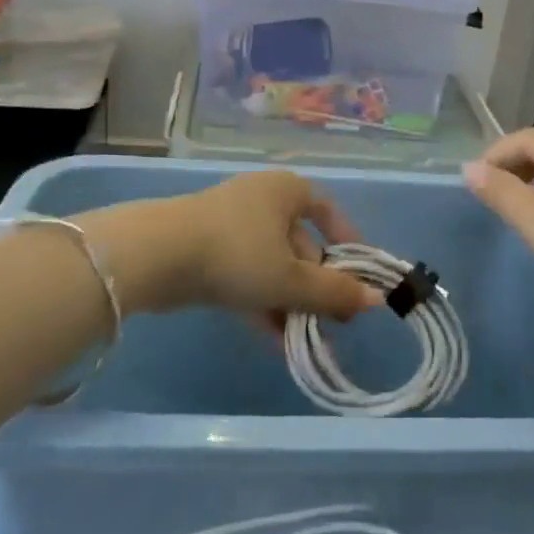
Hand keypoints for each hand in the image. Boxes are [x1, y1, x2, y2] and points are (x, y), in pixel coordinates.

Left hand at [81, 172, 379, 331]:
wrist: (156, 255)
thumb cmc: (237, 254)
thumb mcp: (291, 279)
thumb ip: (334, 292)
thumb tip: (376, 300)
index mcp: (286, 191)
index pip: (326, 210)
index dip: (346, 242)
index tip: (358, 276)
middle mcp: (262, 200)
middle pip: (300, 244)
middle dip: (317, 287)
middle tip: (332, 324)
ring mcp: (231, 225)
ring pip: (273, 265)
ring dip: (291, 303)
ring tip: (307, 342)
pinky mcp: (206, 250)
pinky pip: (246, 276)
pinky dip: (262, 304)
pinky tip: (275, 342)